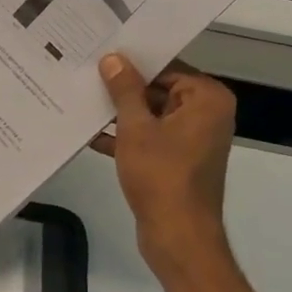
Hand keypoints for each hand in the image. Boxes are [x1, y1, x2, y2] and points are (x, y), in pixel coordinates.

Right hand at [93, 54, 235, 271]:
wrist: (178, 235)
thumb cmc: (161, 176)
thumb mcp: (136, 128)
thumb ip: (124, 90)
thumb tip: (113, 59)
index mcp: (207, 98)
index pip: (166, 68)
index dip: (133, 64)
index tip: (101, 56)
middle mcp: (207, 113)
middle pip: (160, 89)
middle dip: (124, 90)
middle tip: (86, 76)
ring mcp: (195, 138)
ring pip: (153, 115)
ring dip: (122, 115)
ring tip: (83, 102)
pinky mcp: (180, 160)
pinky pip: (152, 137)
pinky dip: (128, 138)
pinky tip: (92, 135)